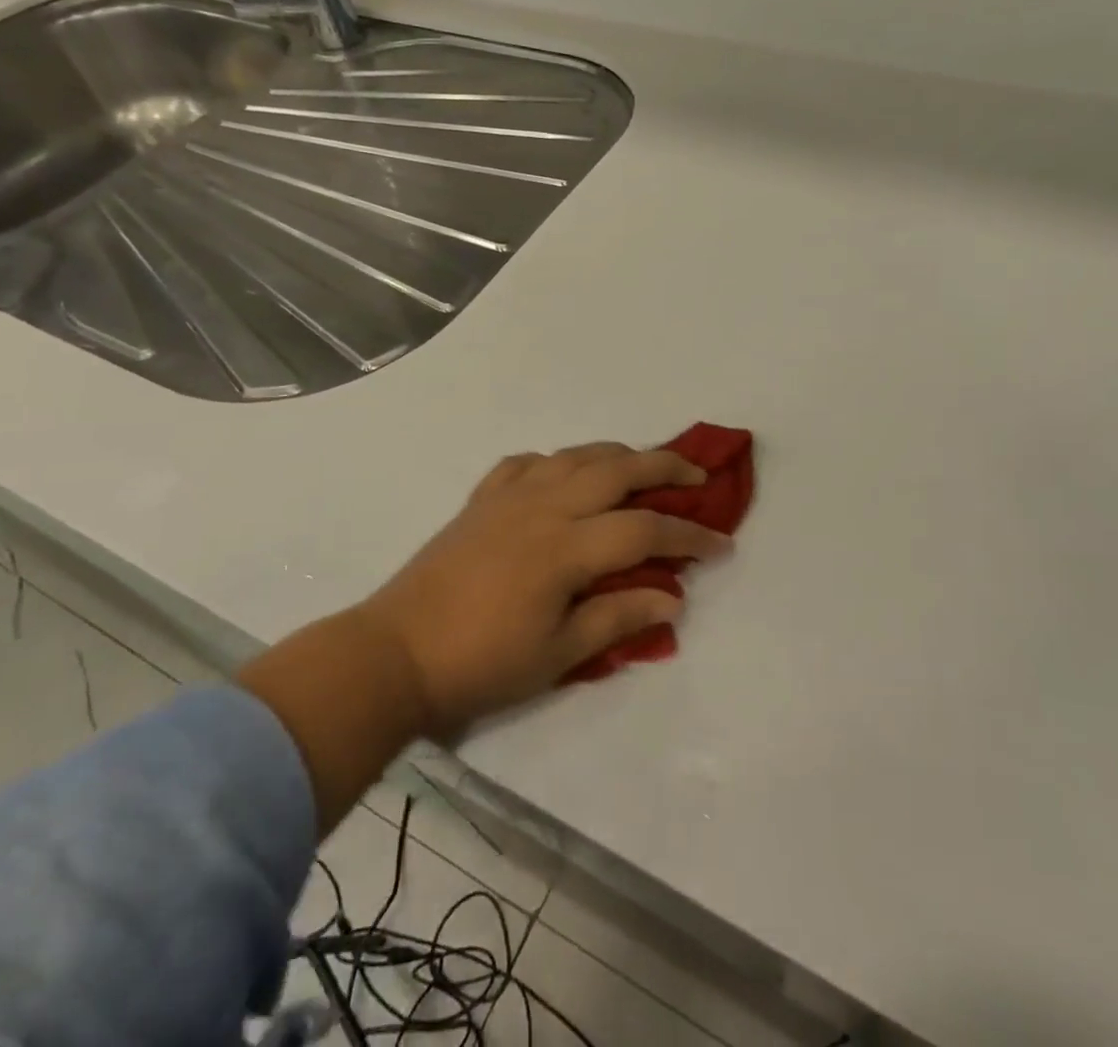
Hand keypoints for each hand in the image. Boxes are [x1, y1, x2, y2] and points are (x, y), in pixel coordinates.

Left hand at [360, 443, 730, 735]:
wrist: (395, 652)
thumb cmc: (482, 663)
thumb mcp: (558, 654)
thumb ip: (619, 617)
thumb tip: (673, 598)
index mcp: (566, 547)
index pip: (645, 529)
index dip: (689, 536)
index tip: (722, 545)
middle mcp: (544, 506)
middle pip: (617, 469)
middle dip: (665, 467)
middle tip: (697, 476)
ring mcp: (510, 495)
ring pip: (576, 455)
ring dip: (616, 455)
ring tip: (640, 468)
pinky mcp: (482, 497)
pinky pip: (527, 462)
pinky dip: (556, 462)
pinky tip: (563, 476)